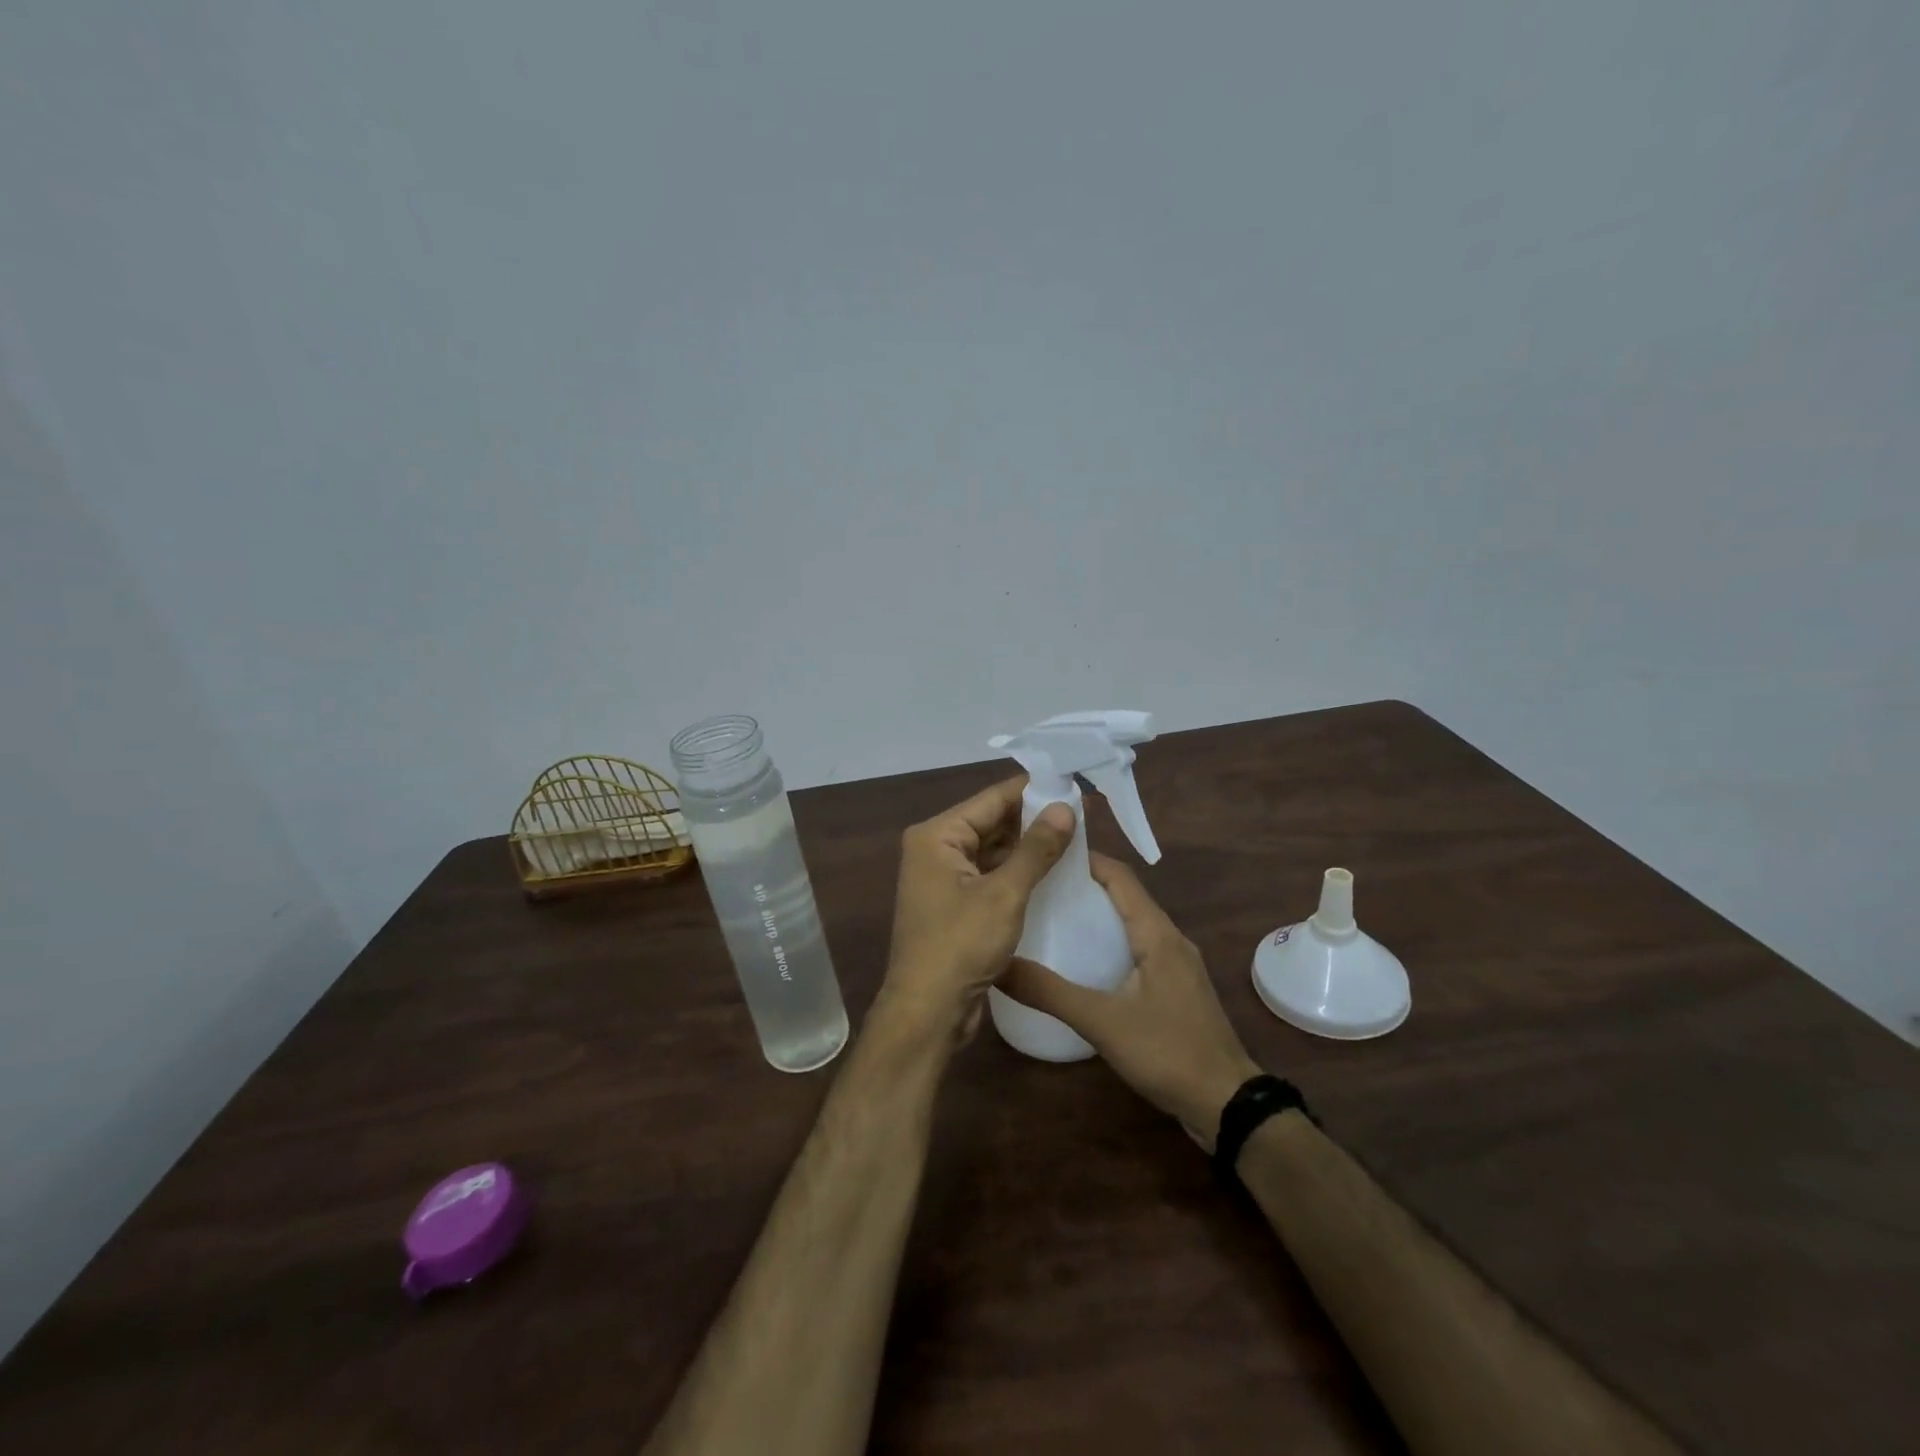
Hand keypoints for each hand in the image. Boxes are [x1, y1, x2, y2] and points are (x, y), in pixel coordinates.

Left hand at [878, 776, 1075, 1042]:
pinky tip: (1051, 871)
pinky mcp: (954, 904)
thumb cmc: (960, 945)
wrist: (927, 1012)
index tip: (1073, 785)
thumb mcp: (1004, 894)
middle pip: (991, 822)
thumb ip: (1036, 848)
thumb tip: (1066, 808)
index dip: (1033, 791)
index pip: (991, 799)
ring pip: (992, 850)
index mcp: (937, 835)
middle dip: (1034, 819)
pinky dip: (1017, 872)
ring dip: (1028, 846)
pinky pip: (990, 875)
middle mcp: (935, 849)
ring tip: (1075, 838)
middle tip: (1082, 814)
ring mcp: (942, 878)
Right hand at [998, 854, 1260, 1148]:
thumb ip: (1049, 993)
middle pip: (1126, 895)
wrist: (1227, 1103)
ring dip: (1099, 914)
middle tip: (1040, 886)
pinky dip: (1112, 941)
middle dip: (1085, 885)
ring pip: (1134, 923)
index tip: (1046, 854)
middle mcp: (1171, 938)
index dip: (1086, 859)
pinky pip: (1140, 947)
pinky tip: (1086, 961)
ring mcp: (1178, 964)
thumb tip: (998, 965)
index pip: (1120, 876)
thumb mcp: (1101, 1021)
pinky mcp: (1177, 987)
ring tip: (1055, 918)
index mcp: (1157, 933)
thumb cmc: (1167, 1051)